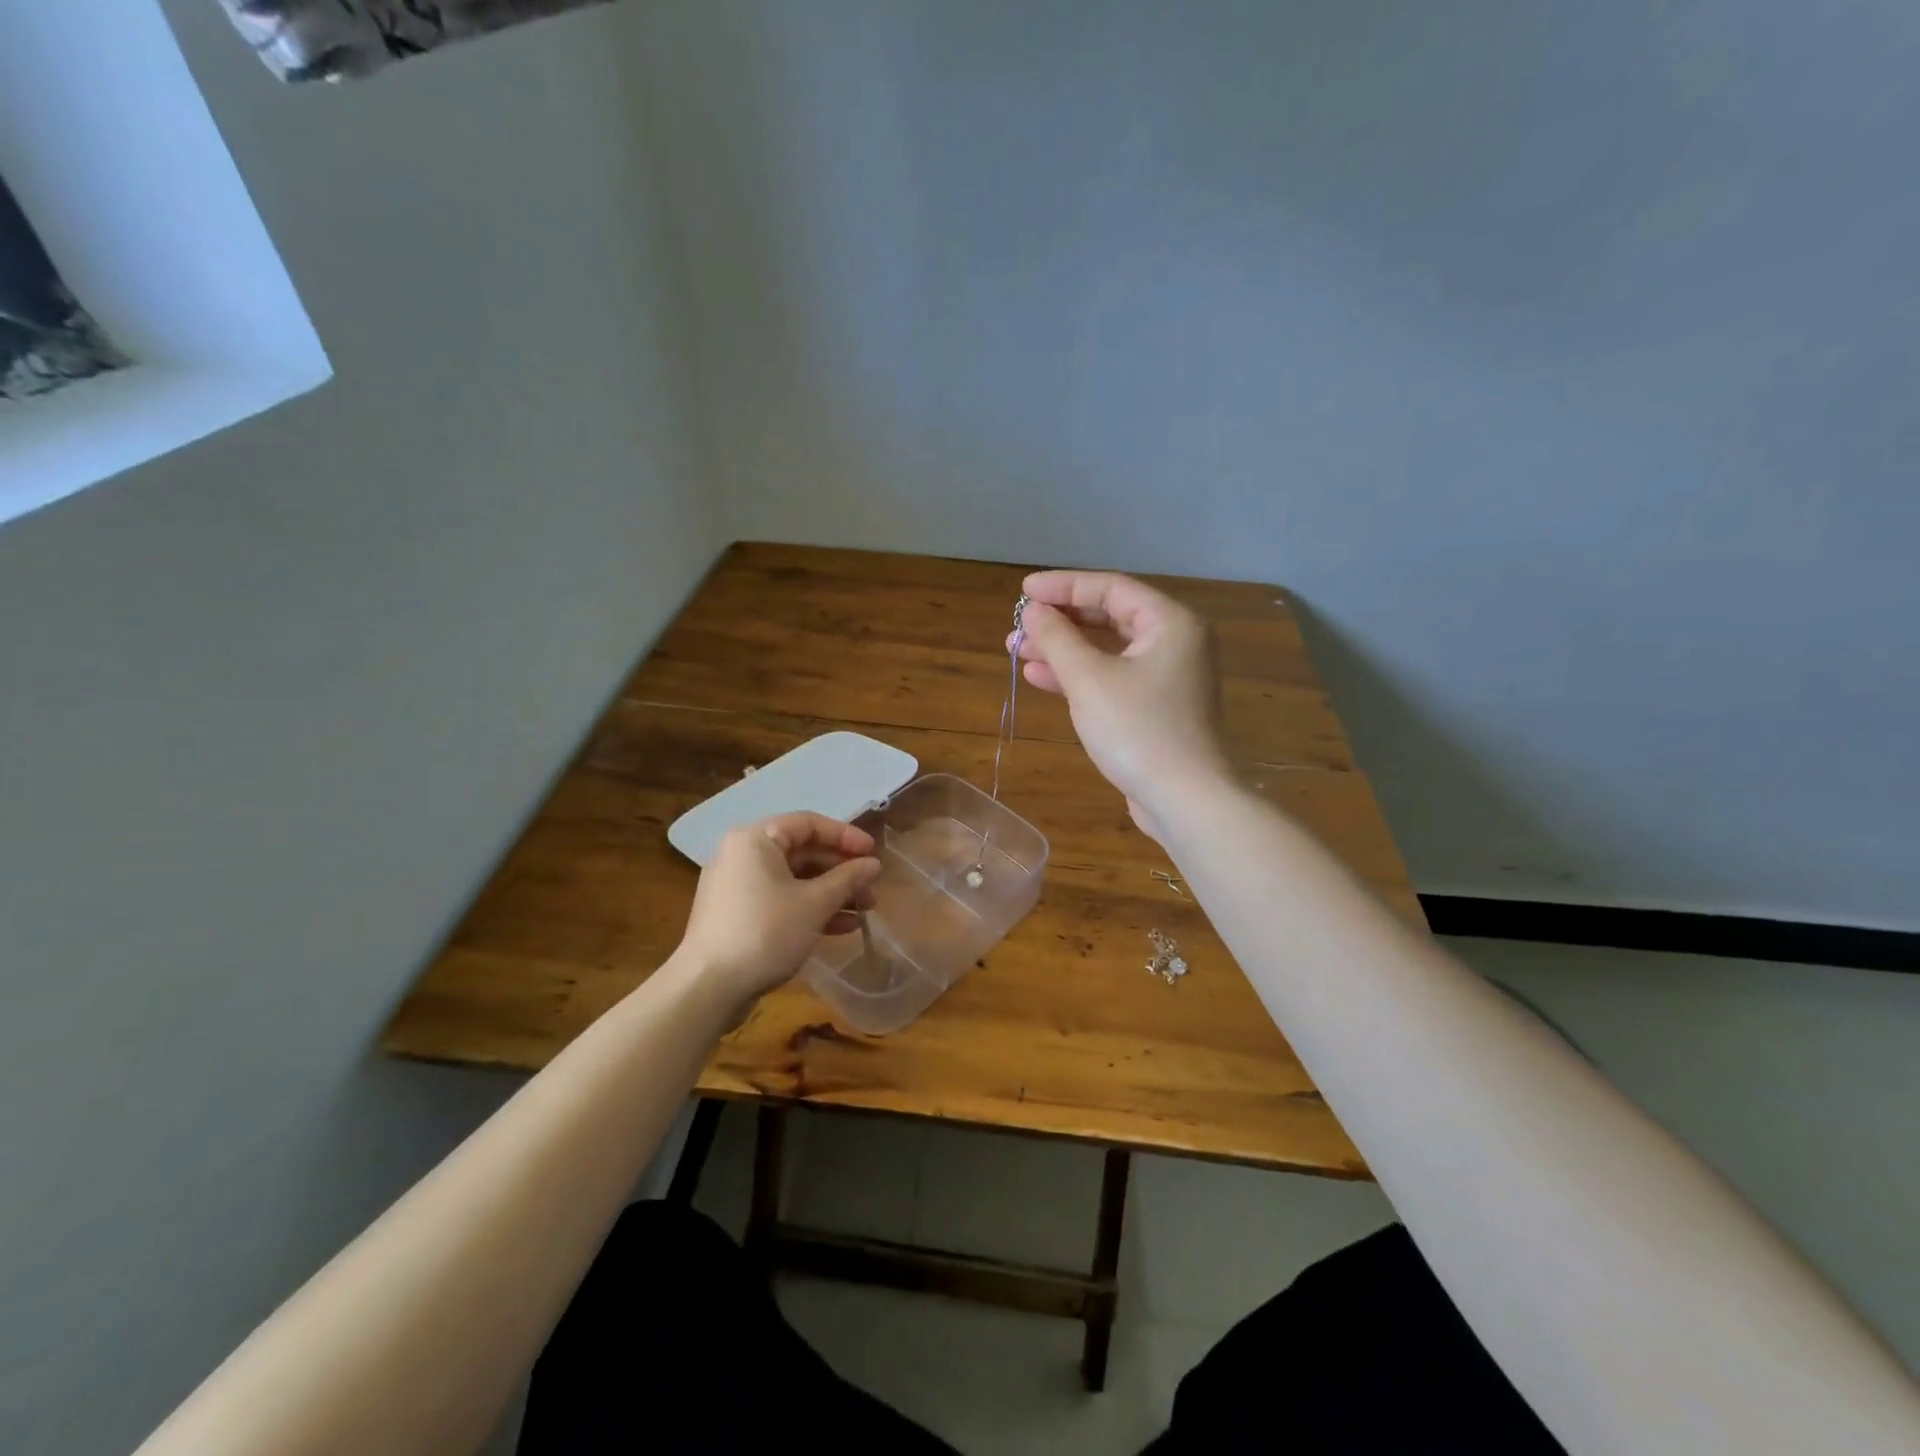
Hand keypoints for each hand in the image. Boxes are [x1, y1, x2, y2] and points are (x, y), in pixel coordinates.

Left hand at [677, 813, 882, 1010]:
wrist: (709, 987)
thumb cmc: (765, 932)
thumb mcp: (814, 903)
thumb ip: (848, 879)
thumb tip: (874, 865)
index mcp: (756, 840)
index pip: (809, 824)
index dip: (845, 836)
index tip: (874, 854)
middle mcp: (743, 855)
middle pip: (802, 852)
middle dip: (841, 872)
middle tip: (871, 890)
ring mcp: (738, 886)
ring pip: (794, 879)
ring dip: (831, 893)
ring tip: (863, 912)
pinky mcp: (738, 915)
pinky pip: (781, 900)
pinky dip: (809, 909)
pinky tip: (840, 928)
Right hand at [1015, 571, 1233, 838]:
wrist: (1185, 800)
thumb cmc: (1138, 730)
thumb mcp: (1089, 679)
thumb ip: (1057, 638)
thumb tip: (1033, 611)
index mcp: (1170, 622)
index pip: (1110, 588)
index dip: (1063, 586)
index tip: (1023, 592)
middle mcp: (1175, 642)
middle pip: (1109, 617)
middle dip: (1060, 621)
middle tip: (1018, 627)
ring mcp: (1168, 677)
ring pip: (1108, 650)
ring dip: (1063, 650)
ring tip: (1017, 651)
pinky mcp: (1156, 707)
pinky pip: (1113, 677)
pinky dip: (1079, 676)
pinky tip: (1040, 678)